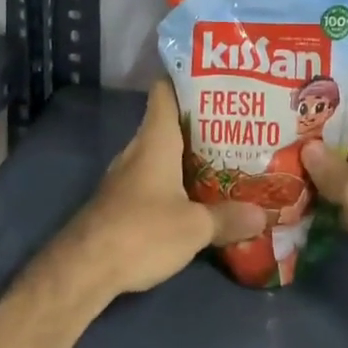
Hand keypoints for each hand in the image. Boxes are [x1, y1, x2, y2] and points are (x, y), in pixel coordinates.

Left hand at [52, 80, 264, 302]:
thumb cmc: (141, 231)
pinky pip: (153, 179)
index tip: (216, 80)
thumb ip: (228, 217)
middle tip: (237, 126)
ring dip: (188, 155)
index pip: (165, 90)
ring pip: (161, 153)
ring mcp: (126, 175)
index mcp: (155, 139)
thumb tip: (262, 214)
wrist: (84, 269)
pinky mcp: (121, 201)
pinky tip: (197, 197)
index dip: (186, 79)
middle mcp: (138, 149)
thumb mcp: (194, 227)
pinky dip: (174, 181)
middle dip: (201, 123)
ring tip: (226, 160)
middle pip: (169, 122)